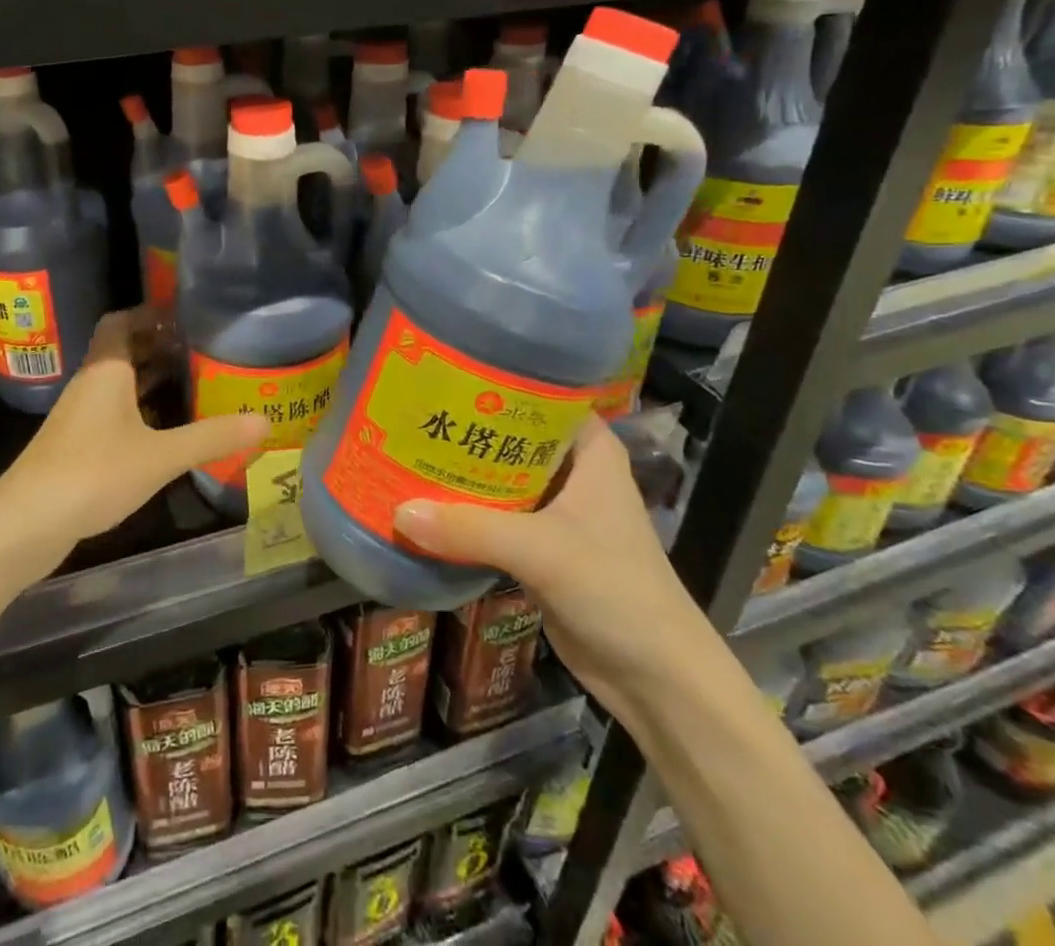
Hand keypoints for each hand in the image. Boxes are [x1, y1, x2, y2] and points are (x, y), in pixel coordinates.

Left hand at [0, 308, 268, 547]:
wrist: (26, 523)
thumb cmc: (94, 472)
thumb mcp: (161, 455)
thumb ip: (212, 437)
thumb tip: (265, 421)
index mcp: (106, 370)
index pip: (122, 321)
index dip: (151, 313)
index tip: (186, 316)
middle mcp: (91, 384)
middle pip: (123, 351)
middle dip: (159, 347)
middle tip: (202, 350)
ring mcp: (80, 416)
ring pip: (119, 384)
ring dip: (150, 380)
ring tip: (194, 383)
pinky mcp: (77, 445)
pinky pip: (114, 412)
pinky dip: (140, 411)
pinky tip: (166, 430)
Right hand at [392, 415, 719, 720]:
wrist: (657, 680)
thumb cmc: (615, 590)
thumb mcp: (541, 551)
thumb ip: (470, 529)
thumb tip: (398, 512)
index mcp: (589, 451)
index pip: (538, 396)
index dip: (493, 384)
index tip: (441, 374)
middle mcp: (572, 472)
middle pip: (511, 437)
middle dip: (465, 428)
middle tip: (410, 412)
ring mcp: (557, 511)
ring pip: (500, 478)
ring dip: (460, 473)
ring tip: (405, 450)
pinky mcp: (542, 548)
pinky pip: (495, 518)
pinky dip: (465, 512)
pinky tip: (424, 503)